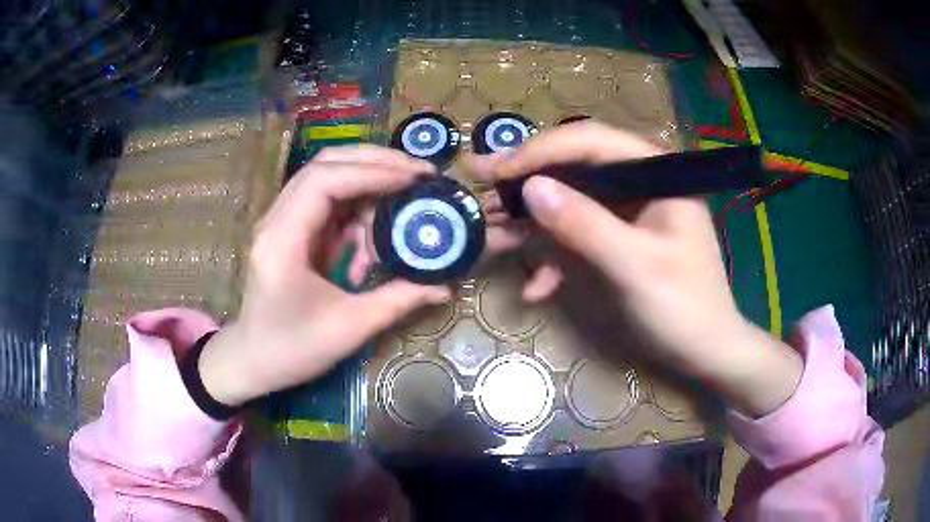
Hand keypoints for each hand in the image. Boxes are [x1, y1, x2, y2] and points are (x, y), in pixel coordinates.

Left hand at [198, 146, 450, 406]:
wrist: (253, 361)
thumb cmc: (292, 349)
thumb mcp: (349, 328)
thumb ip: (398, 300)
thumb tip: (445, 286)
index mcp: (282, 240)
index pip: (325, 180)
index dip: (372, 172)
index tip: (416, 180)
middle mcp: (277, 220)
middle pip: (325, 165)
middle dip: (376, 164)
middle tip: (420, 174)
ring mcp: (282, 221)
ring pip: (329, 179)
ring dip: (369, 187)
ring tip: (403, 210)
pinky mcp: (291, 230)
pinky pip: (329, 205)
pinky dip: (357, 214)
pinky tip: (372, 245)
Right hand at [471, 121, 801, 416]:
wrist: (707, 353)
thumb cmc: (684, 309)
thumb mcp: (635, 266)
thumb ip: (585, 224)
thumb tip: (530, 187)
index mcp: (655, 172)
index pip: (590, 142)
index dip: (540, 152)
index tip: (495, 170)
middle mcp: (641, 183)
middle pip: (575, 168)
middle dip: (528, 185)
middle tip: (480, 188)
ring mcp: (629, 213)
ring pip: (572, 203)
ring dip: (534, 224)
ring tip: (491, 236)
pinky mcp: (620, 241)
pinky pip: (581, 237)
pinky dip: (557, 260)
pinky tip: (536, 289)